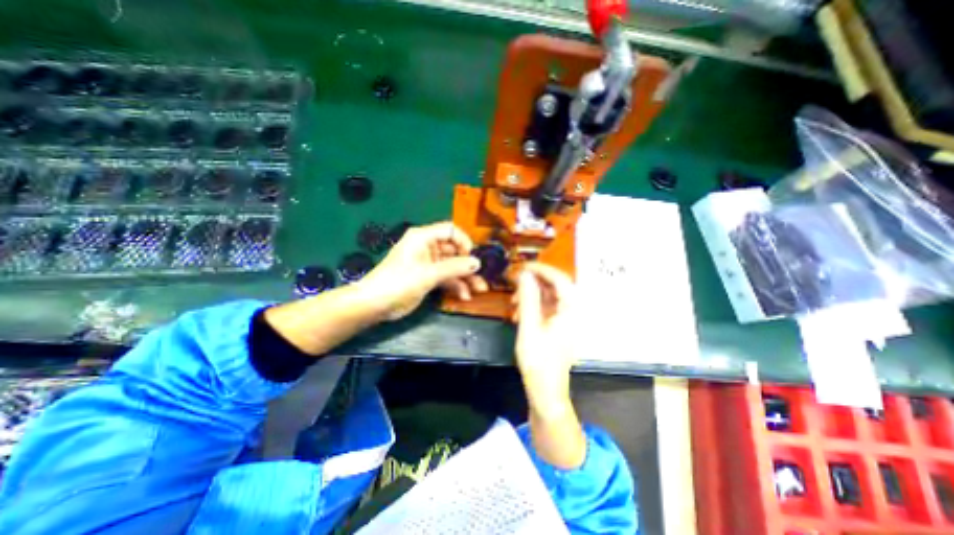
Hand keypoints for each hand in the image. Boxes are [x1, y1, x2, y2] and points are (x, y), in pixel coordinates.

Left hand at [359, 220, 486, 318]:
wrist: (375, 305)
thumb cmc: (399, 282)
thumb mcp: (428, 274)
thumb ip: (454, 267)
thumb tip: (477, 262)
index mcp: (423, 237)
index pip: (450, 231)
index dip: (464, 242)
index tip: (472, 257)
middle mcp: (427, 247)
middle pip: (454, 251)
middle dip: (468, 265)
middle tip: (482, 277)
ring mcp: (428, 263)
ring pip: (452, 266)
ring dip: (465, 278)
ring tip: (479, 290)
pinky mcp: (428, 277)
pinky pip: (446, 278)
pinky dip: (455, 286)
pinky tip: (464, 296)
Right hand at [510, 264, 577, 416]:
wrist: (546, 392)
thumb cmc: (538, 362)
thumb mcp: (529, 327)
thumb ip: (527, 299)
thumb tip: (524, 274)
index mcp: (570, 311)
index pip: (560, 279)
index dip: (542, 269)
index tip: (522, 266)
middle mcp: (572, 312)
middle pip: (555, 286)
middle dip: (534, 282)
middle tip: (515, 282)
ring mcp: (566, 320)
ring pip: (550, 297)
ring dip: (532, 294)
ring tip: (514, 302)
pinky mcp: (558, 327)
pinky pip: (547, 308)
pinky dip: (533, 306)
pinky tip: (519, 313)